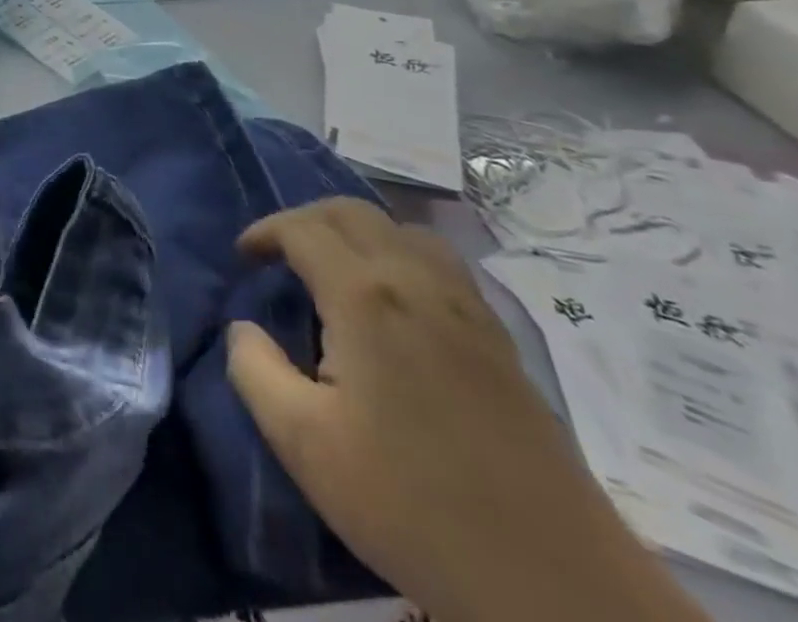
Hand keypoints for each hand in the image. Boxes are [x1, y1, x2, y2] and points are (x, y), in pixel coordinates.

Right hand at [226, 199, 706, 621]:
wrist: (555, 584)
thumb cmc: (413, 505)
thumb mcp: (304, 444)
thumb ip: (254, 371)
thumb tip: (242, 327)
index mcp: (365, 295)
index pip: (302, 228)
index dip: (264, 232)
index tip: (243, 258)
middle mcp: (415, 280)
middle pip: (351, 212)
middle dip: (304, 219)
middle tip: (278, 254)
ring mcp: (466, 305)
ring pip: (401, 228)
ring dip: (355, 230)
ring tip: (332, 267)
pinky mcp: (498, 338)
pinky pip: (439, 261)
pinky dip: (399, 253)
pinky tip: (394, 299)